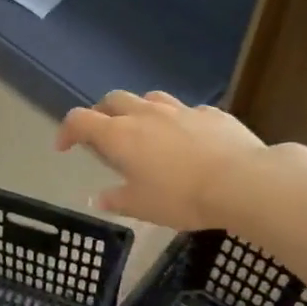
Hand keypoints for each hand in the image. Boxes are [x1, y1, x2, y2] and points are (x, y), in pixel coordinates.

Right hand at [56, 90, 269, 230]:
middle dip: (101, 114)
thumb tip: (97, 198)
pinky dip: (175, 121)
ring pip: (149, 98)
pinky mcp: (210, 113)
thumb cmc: (181, 198)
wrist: (242, 181)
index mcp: (120, 136)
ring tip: (142, 130)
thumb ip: (116, 200)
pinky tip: (186, 139)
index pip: (80, 120)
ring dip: (138, 110)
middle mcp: (145, 114)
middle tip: (102, 134)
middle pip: (112, 100)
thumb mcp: (141, 207)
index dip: (67, 130)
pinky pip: (185, 111)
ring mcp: (180, 110)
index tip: (64, 147)